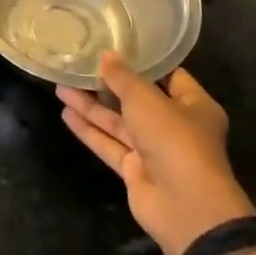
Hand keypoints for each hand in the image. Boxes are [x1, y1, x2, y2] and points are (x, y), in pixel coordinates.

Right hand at [58, 53, 254, 254]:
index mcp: (194, 105)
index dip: (142, 63)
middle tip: (78, 67)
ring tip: (61, 87)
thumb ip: (123, 77)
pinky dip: (90, 130)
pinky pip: (109, 144)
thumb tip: (106, 55)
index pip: (168, 77)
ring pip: (118, 123)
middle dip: (108, 85)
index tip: (114, 47)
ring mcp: (154, 150)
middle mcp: (176, 126)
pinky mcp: (135, 170)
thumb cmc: (175, 140)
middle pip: (137, 100)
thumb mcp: (147, 100)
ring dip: (92, 107)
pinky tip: (66, 114)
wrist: (185, 206)